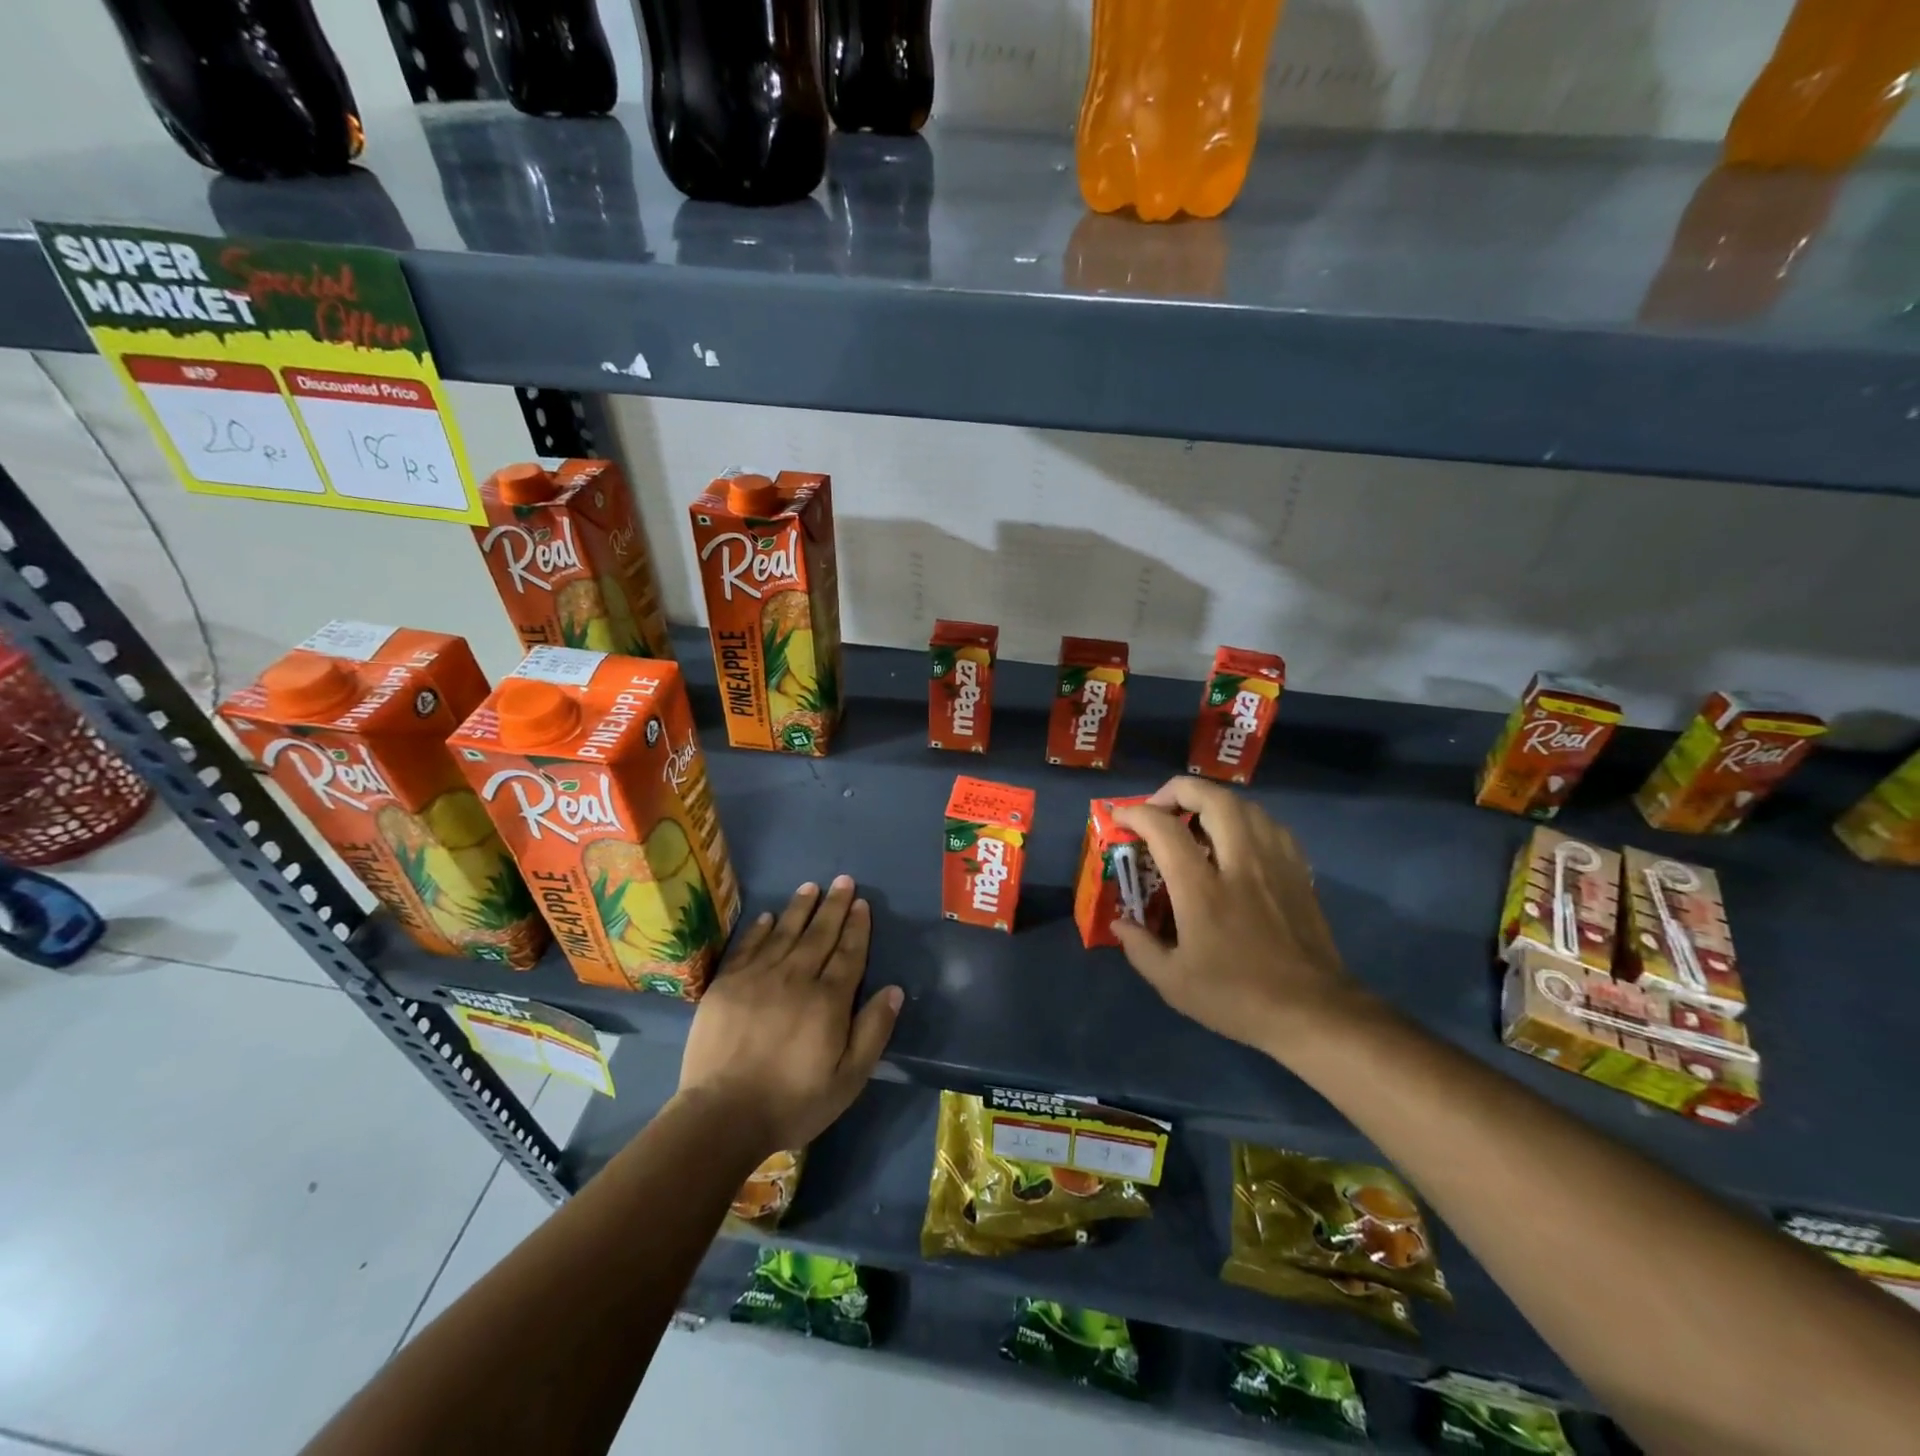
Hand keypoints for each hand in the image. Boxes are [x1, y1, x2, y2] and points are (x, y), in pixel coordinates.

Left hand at [677, 876, 902, 1156]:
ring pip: (784, 933)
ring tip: (811, 887)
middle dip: (834, 906)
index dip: (857, 927)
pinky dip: (759, 929)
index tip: (862, 903)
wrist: (722, 1116)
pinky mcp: (726, 985)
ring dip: (800, 908)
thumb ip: (873, 1031)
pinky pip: (748, 947)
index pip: (848, 953)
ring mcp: (757, 978)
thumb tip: (894, 990)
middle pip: (819, 935)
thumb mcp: (848, 1079)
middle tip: (843, 880)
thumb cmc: (793, 1102)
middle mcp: (795, 978)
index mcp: (828, 1000)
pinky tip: (768, 916)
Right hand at [1109, 778, 1371, 1061]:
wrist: (1312, 1013)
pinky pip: (1271, 826)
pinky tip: (1238, 838)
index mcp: (1202, 889)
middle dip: (1179, 790)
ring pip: (1246, 806)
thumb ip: (1140, 948)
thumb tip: (1120, 923)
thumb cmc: (1237, 997)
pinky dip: (1247, 819)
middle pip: (1213, 799)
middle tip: (1160, 806)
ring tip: (1197, 818)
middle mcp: (1239, 864)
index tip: (1121, 818)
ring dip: (1215, 801)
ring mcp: (1274, 864)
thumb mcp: (1173, 983)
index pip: (1164, 828)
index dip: (1136, 813)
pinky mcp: (1299, 873)